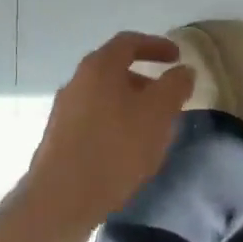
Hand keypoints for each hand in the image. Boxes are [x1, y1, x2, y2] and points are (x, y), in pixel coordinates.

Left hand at [25, 32, 193, 228]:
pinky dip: (115, 123)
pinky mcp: (58, 138)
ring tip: (151, 127)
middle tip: (167, 96)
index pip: (129, 42)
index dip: (156, 45)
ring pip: (104, 96)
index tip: (177, 56)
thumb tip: (183, 70)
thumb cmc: (115, 147)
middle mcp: (77, 81)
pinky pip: (94, 119)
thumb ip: (175, 86)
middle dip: (145, 79)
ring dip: (130, 104)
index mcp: (99, 66)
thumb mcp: (158, 113)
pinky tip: (127, 149)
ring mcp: (64, 110)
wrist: (61, 199)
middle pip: (115, 69)